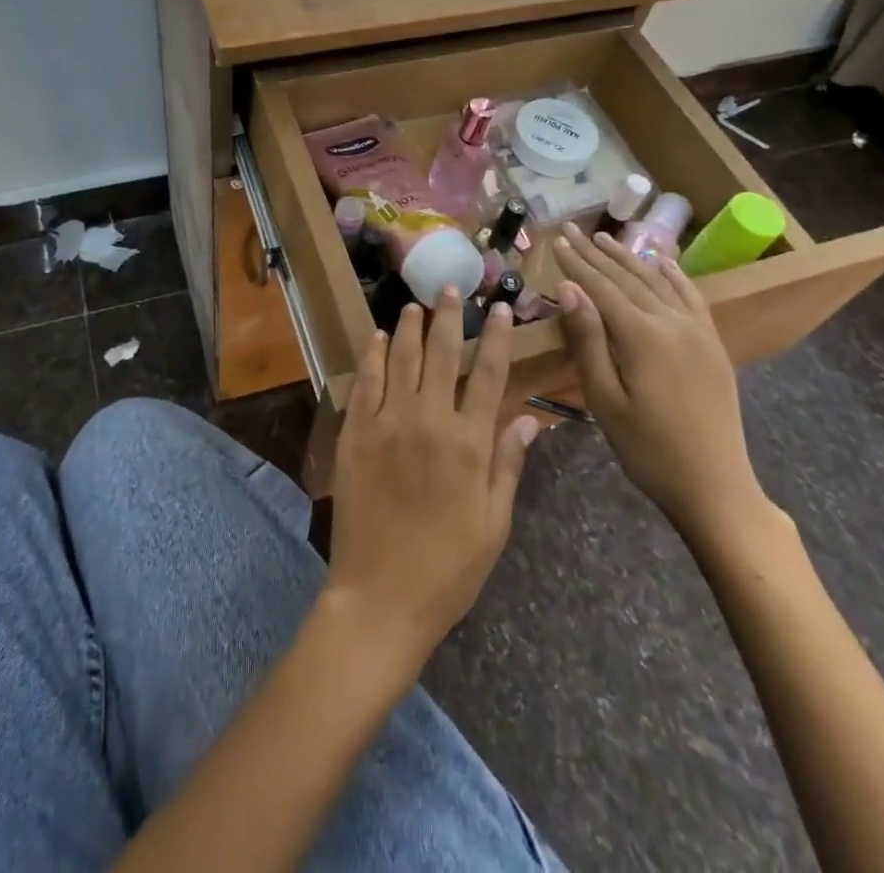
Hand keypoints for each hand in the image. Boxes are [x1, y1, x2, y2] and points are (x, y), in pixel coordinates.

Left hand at [326, 292, 540, 668]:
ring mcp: (386, 424)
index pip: (487, 375)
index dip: (496, 338)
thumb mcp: (494, 523)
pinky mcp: (355, 434)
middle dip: (448, 317)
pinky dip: (371, 356)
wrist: (380, 596)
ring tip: (414, 304)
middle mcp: (427, 421)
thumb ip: (508, 464)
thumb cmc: (448, 568)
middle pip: (440, 354)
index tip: (500, 309)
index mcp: (468, 443)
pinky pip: (364, 383)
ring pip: (399, 359)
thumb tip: (528, 417)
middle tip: (450, 288)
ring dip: (408, 328)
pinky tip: (376, 337)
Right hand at [552, 223, 773, 546]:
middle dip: (597, 253)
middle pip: (628, 278)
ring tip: (606, 238)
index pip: (601, 287)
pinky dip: (674, 276)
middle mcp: (672, 322)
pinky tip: (662, 262)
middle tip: (572, 230)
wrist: (716, 487)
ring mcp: (698, 332)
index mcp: (642, 336)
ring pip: (658, 282)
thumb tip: (568, 289)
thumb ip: (587, 340)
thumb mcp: (604, 399)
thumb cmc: (647, 449)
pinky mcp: (712, 344)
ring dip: (629, 258)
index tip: (556, 240)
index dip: (576, 263)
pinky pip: (691, 298)